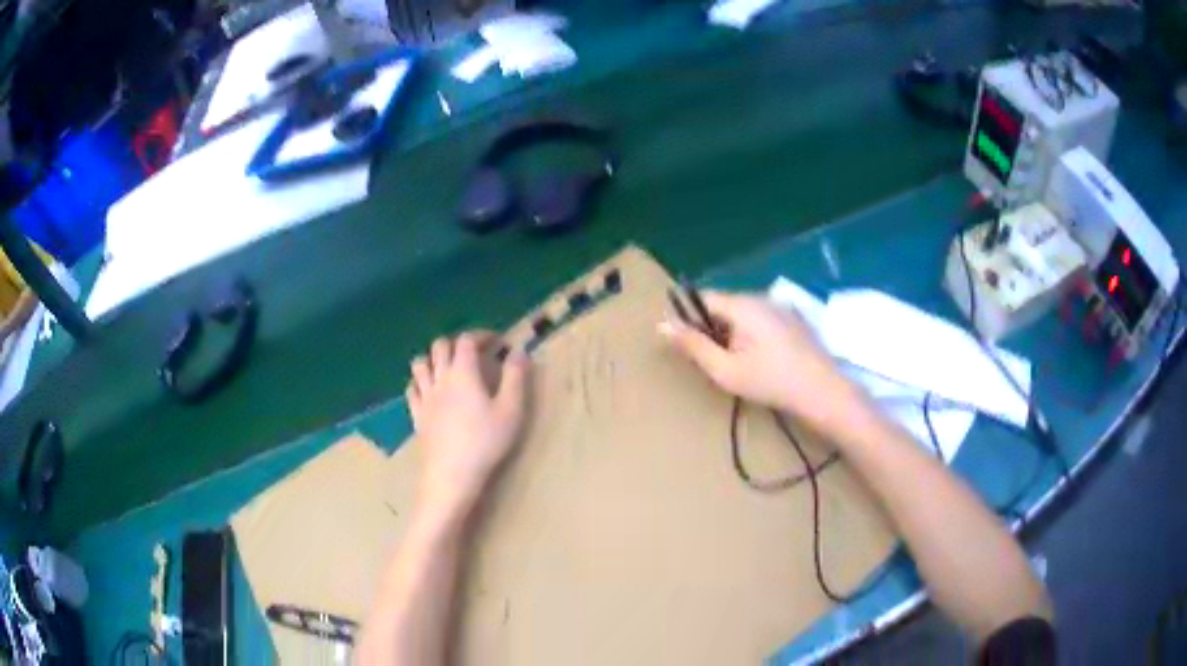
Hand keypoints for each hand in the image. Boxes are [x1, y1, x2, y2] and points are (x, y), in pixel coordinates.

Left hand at [407, 331, 529, 515]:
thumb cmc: (485, 441)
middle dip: (457, 343)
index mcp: (463, 372)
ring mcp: (425, 397)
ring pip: (420, 363)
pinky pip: (412, 389)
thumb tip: (519, 351)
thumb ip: (515, 377)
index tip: (497, 342)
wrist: (451, 474)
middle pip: (440, 346)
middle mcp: (440, 378)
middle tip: (475, 354)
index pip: (467, 340)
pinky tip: (431, 391)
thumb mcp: (511, 410)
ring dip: (434, 358)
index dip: (481, 335)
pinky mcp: (417, 415)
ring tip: (449, 368)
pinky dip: (421, 381)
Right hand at [659, 291, 859, 427]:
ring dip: (733, 333)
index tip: (686, 346)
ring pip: (743, 313)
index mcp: (742, 304)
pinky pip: (762, 319)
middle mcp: (761, 297)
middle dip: (712, 329)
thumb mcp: (725, 370)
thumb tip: (662, 324)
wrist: (823, 391)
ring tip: (739, 365)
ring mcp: (781, 306)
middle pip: (723, 306)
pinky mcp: (794, 319)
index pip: (702, 298)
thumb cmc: (771, 382)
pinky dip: (752, 335)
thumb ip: (693, 346)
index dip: (689, 319)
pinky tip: (762, 361)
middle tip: (715, 363)